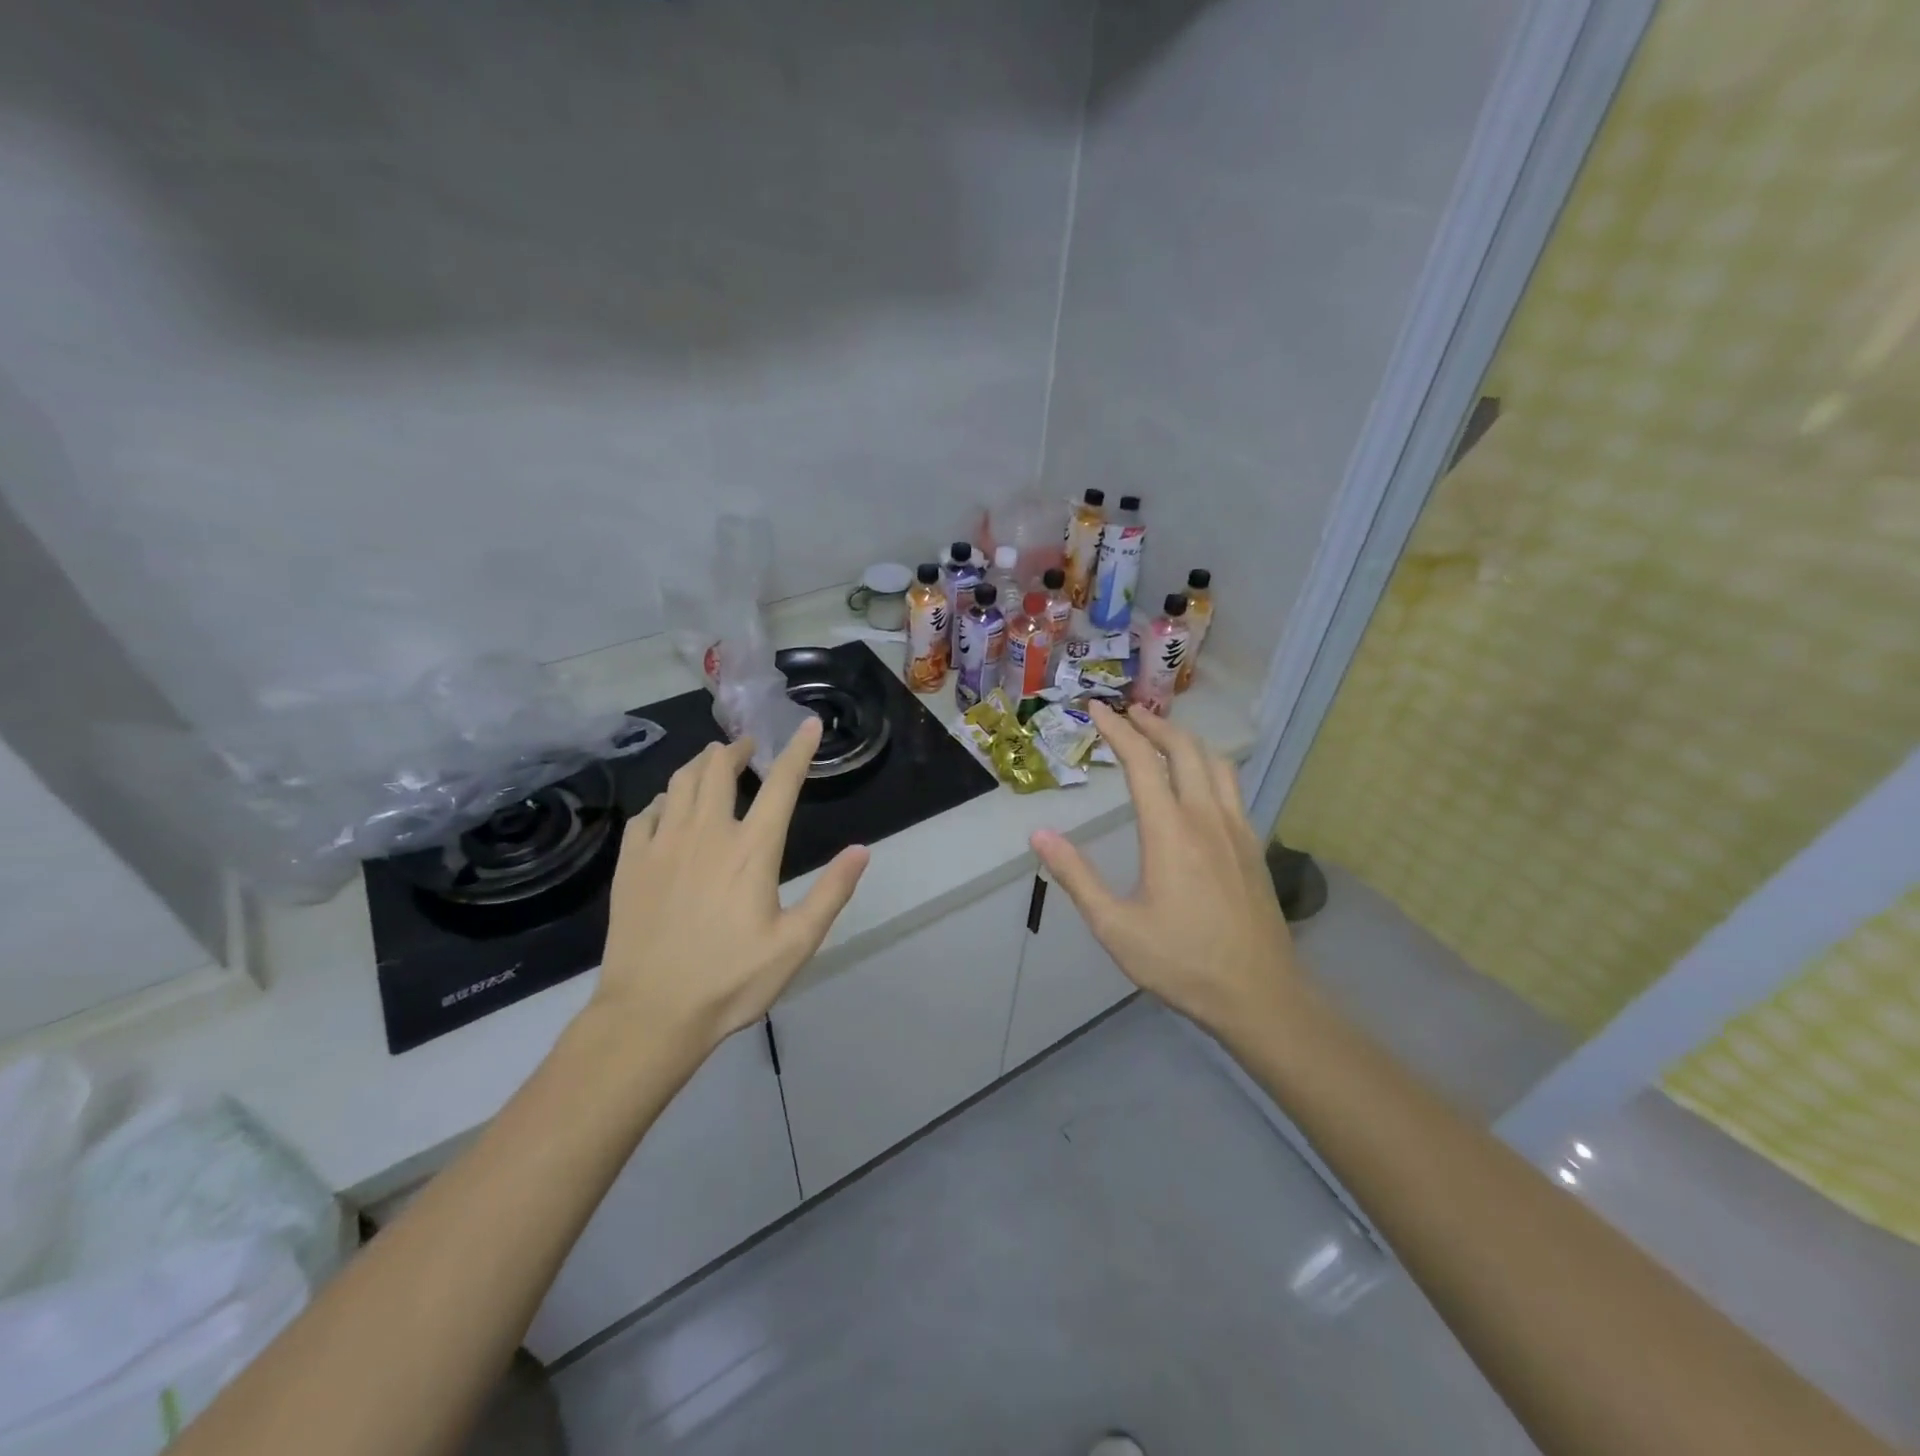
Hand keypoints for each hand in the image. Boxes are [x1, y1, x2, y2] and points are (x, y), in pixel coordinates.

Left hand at [593, 718, 868, 1051]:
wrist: (651, 1014)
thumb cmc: (732, 980)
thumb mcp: (797, 944)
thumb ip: (831, 893)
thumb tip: (861, 850)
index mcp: (752, 850)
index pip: (781, 785)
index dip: (798, 751)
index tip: (808, 724)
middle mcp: (706, 834)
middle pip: (718, 769)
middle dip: (736, 749)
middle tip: (747, 748)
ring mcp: (662, 845)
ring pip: (679, 782)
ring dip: (699, 765)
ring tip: (711, 764)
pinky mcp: (631, 864)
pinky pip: (646, 813)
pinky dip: (663, 800)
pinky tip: (668, 809)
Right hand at [1030, 702, 1299, 1035]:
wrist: (1260, 995)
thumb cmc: (1182, 962)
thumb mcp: (1115, 926)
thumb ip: (1076, 877)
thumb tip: (1039, 835)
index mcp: (1170, 831)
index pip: (1142, 762)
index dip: (1117, 730)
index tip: (1097, 709)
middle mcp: (1207, 817)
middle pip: (1184, 749)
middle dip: (1154, 724)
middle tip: (1127, 713)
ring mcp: (1237, 830)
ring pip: (1215, 763)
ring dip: (1186, 740)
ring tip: (1162, 736)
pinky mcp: (1253, 846)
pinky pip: (1231, 787)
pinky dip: (1209, 766)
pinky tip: (1198, 783)